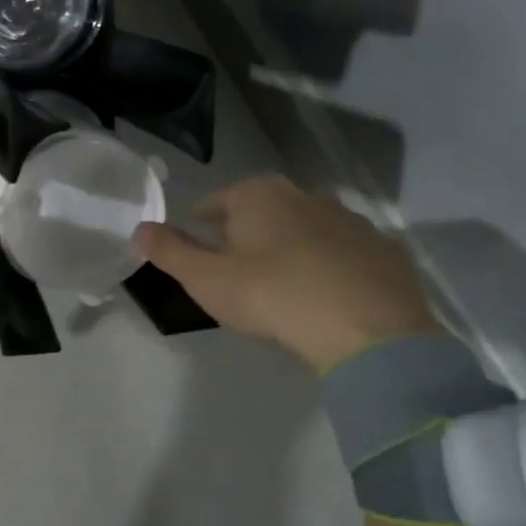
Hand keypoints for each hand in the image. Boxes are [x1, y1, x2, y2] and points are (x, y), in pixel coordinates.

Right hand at [135, 175, 440, 371]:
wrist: (367, 331)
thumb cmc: (270, 295)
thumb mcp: (204, 278)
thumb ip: (169, 251)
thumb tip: (140, 228)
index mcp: (258, 195)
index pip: (215, 201)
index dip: (200, 223)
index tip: (195, 247)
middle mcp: (306, 195)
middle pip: (263, 211)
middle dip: (246, 233)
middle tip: (234, 269)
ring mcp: (351, 220)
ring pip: (306, 229)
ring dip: (290, 248)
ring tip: (280, 284)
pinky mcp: (385, 251)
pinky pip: (343, 254)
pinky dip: (329, 266)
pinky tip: (323, 296)